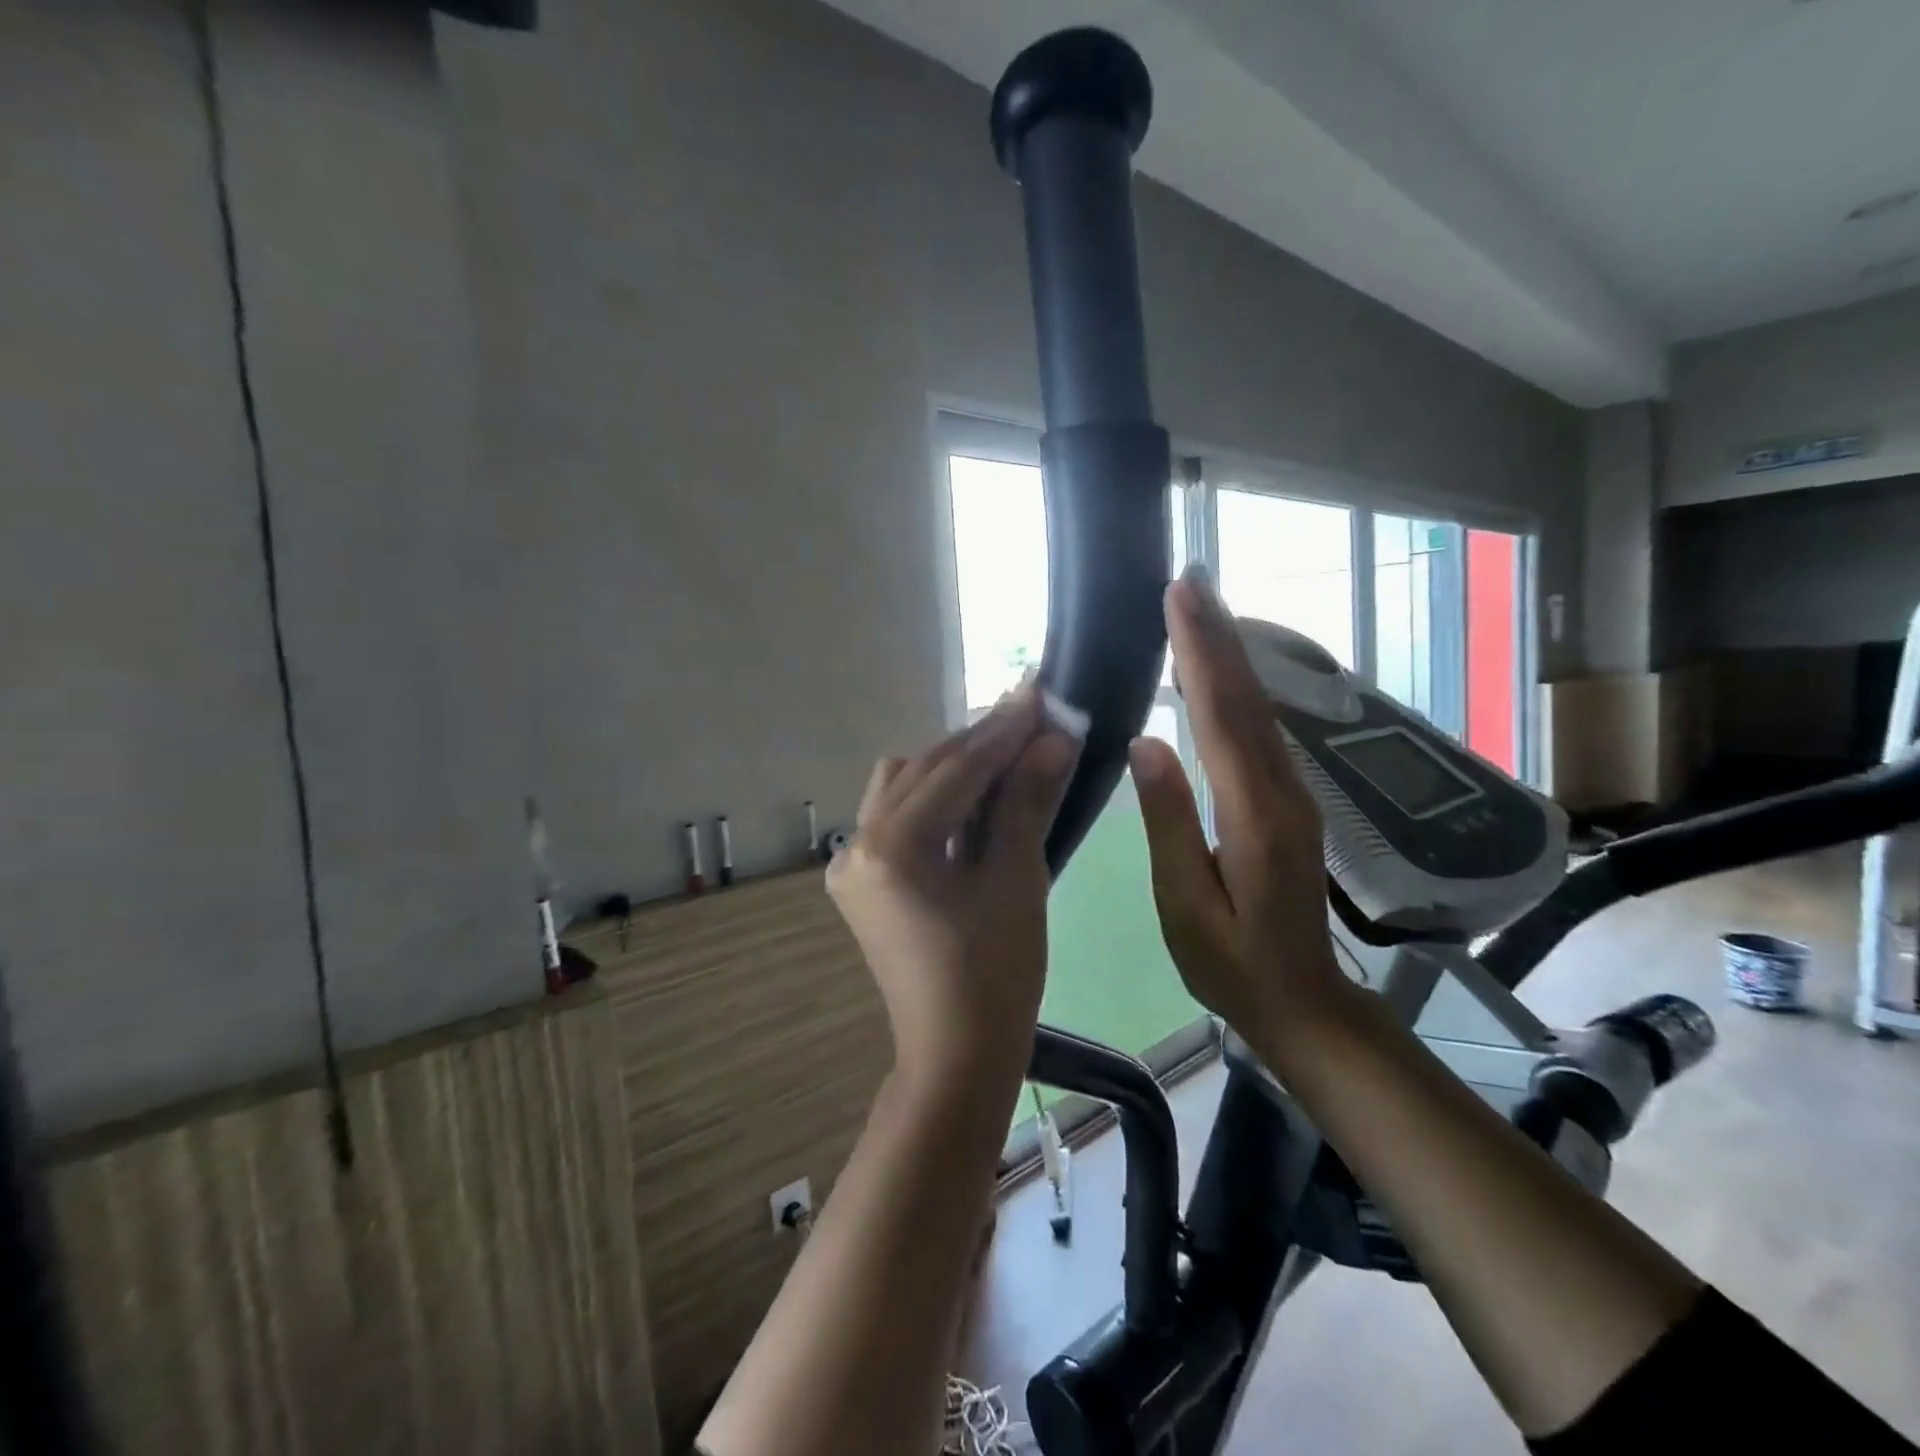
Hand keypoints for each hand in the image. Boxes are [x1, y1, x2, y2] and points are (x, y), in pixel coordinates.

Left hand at [829, 687, 1079, 1088]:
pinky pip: (898, 817)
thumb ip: (1026, 801)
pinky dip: (936, 798)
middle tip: (1033, 718)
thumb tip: (1054, 738)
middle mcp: (857, 843)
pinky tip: (975, 795)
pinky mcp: (862, 880)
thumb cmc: (996, 977)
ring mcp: (852, 863)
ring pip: (904, 786)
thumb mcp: (1017, 881)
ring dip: (954, 766)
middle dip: (979, 743)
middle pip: (924, 769)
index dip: (1002, 729)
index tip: (1040, 691)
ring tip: (1008, 754)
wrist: (956, 1057)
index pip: (954, 769)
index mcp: (891, 847)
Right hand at [1129, 574, 1347, 1046]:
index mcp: (1254, 816)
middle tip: (1190, 580)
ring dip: (1231, 653)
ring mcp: (1292, 794)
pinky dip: (1239, 687)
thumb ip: (1169, 822)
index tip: (1179, 601)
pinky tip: (1222, 669)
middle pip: (1247, 699)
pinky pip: (1261, 729)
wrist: (1304, 1002)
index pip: (1222, 718)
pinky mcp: (1289, 800)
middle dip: (1217, 636)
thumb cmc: (1233, 965)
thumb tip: (1146, 743)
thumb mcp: (1186, 906)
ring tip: (1201, 608)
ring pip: (1259, 709)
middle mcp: (1282, 792)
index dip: (1200, 655)